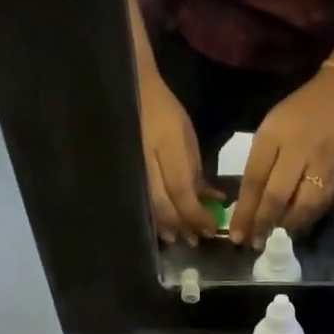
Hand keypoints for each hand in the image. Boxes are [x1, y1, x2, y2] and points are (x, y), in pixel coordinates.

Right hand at [139, 72, 219, 245]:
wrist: (131, 93)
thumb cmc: (166, 112)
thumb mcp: (188, 139)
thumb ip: (196, 171)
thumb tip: (210, 199)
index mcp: (168, 149)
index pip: (182, 192)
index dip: (196, 215)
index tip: (209, 230)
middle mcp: (147, 163)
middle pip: (164, 205)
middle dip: (181, 225)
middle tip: (194, 239)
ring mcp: (132, 169)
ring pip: (148, 207)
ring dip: (164, 225)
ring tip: (176, 236)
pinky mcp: (123, 173)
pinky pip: (138, 200)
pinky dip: (150, 214)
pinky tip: (158, 225)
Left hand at [230, 69, 333, 244]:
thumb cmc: (298, 112)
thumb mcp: (270, 129)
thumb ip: (259, 163)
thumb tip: (249, 203)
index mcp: (273, 136)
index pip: (255, 179)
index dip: (245, 210)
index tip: (235, 234)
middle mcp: (298, 149)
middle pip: (277, 196)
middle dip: (263, 223)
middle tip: (253, 243)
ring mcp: (322, 162)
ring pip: (302, 205)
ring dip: (285, 225)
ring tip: (273, 235)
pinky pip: (321, 203)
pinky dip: (306, 218)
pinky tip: (296, 225)